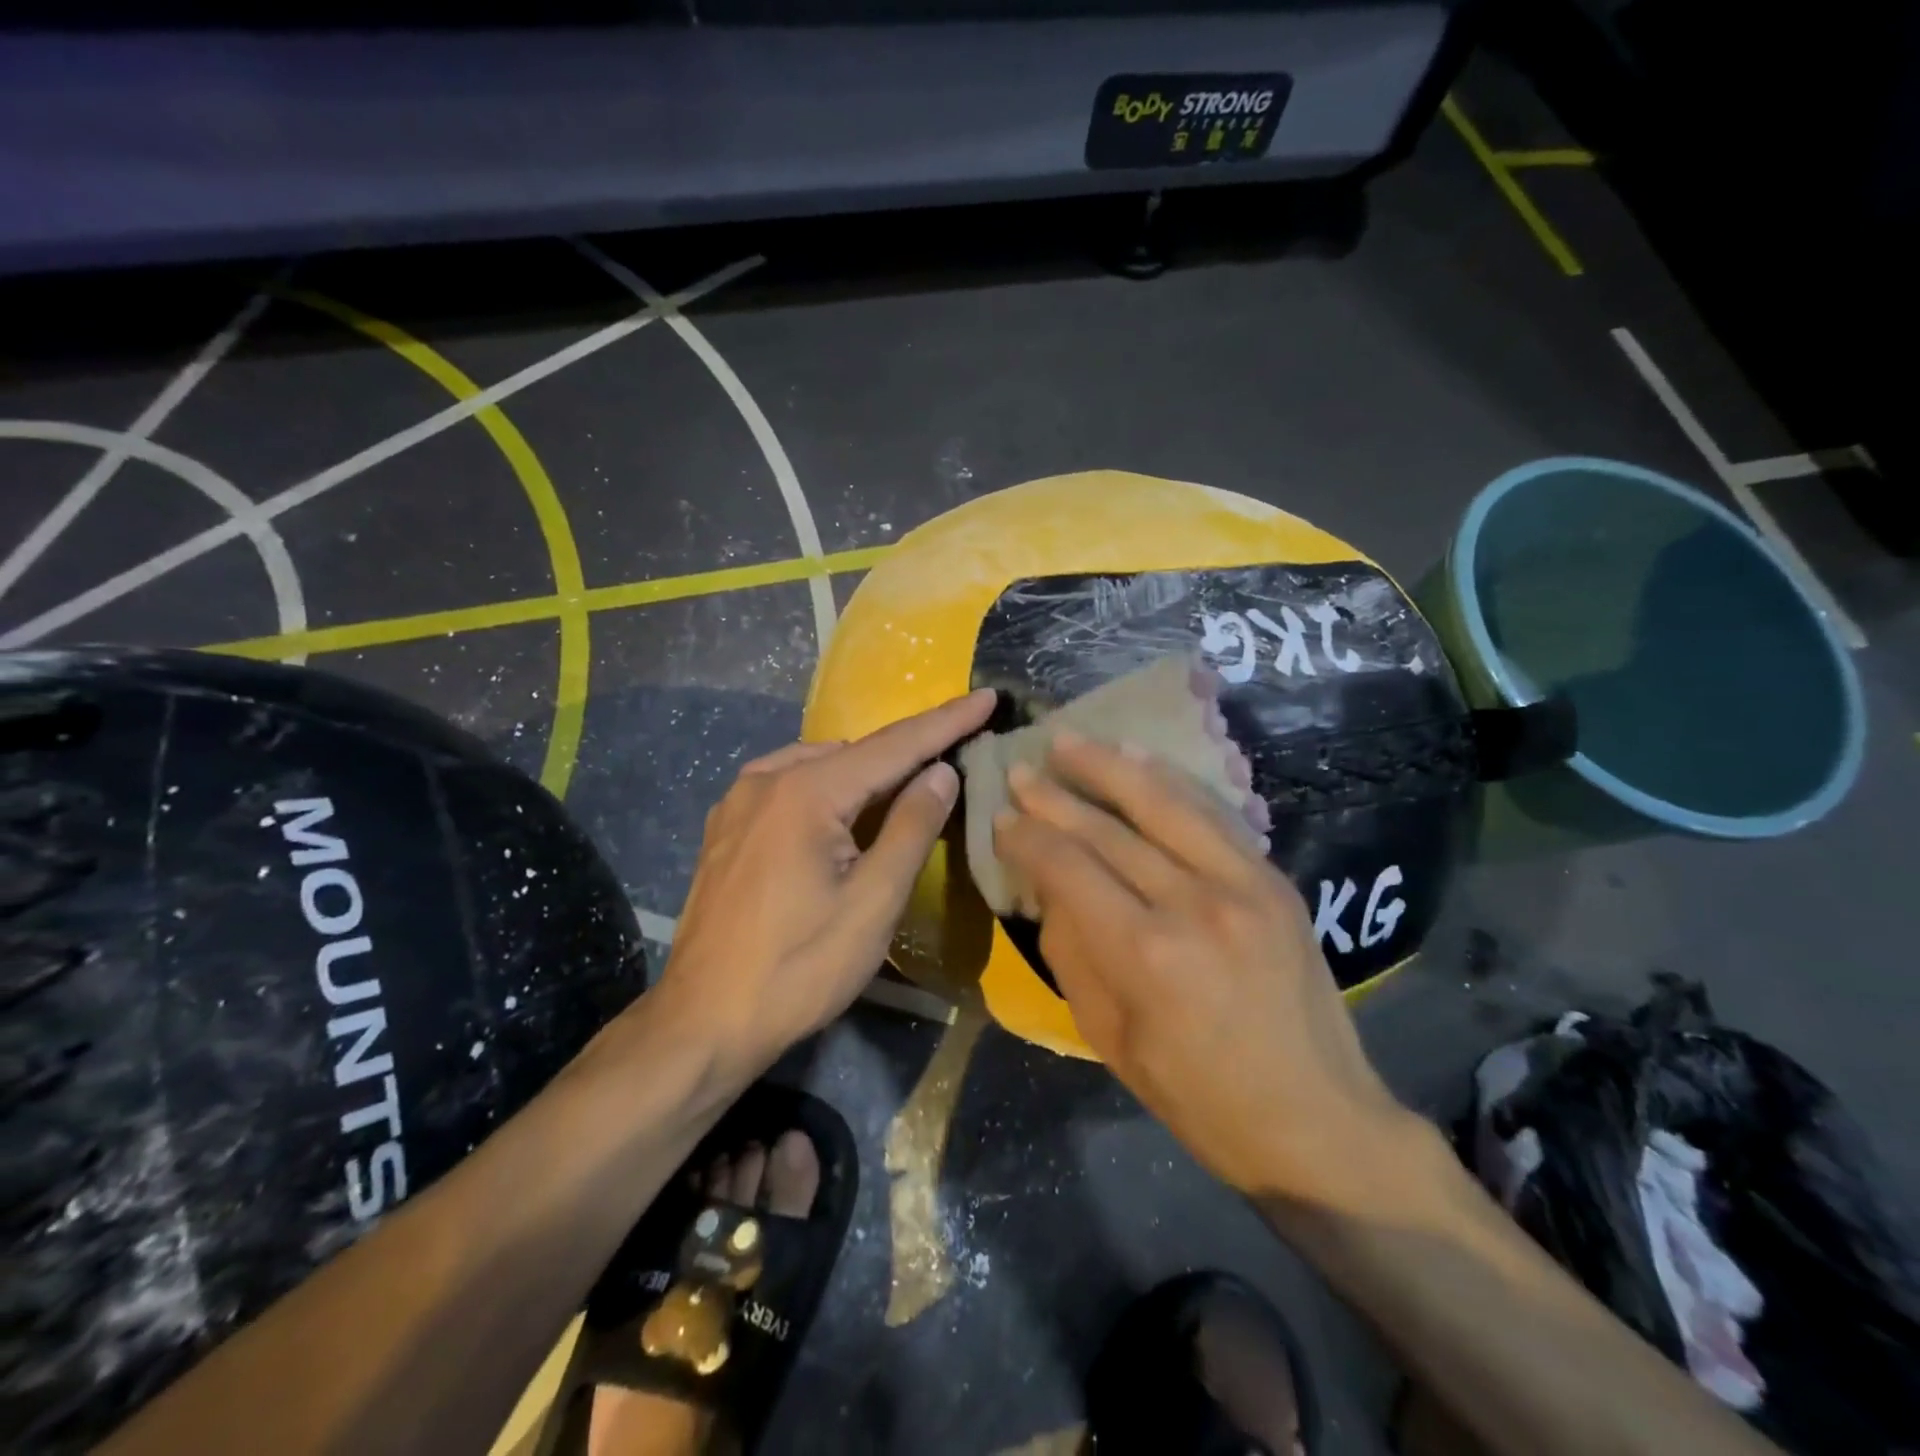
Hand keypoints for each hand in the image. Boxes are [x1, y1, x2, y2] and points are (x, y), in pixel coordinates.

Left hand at [651, 689, 995, 1077]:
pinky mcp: (725, 827)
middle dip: (906, 753)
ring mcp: (738, 802)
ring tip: (904, 788)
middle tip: (954, 755)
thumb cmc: (798, 969)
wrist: (702, 1023)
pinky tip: (840, 813)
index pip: (893, 746)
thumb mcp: (872, 903)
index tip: (987, 697)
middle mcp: (766, 780)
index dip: (946, 722)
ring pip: (819, 767)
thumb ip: (911, 827)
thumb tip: (941, 770)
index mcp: (805, 792)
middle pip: (854, 753)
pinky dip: (827, 788)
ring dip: (866, 772)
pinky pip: (788, 786)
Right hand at [992, 733, 1420, 1207]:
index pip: (1067, 869)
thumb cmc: (1196, 1096)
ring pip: (1162, 804)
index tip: (1001, 819)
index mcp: (1144, 953)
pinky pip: (1212, 816)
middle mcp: (1193, 904)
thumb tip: (1047, 886)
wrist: (1315, 1119)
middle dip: (1054, 797)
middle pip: (1107, 830)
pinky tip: (1138, 760)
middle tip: (1019, 770)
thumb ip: (1070, 950)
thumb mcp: (1108, 1036)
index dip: (1027, 839)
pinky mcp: (1274, 879)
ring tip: (1069, 741)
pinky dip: (1170, 783)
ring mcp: (1242, 884)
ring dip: (1109, 767)